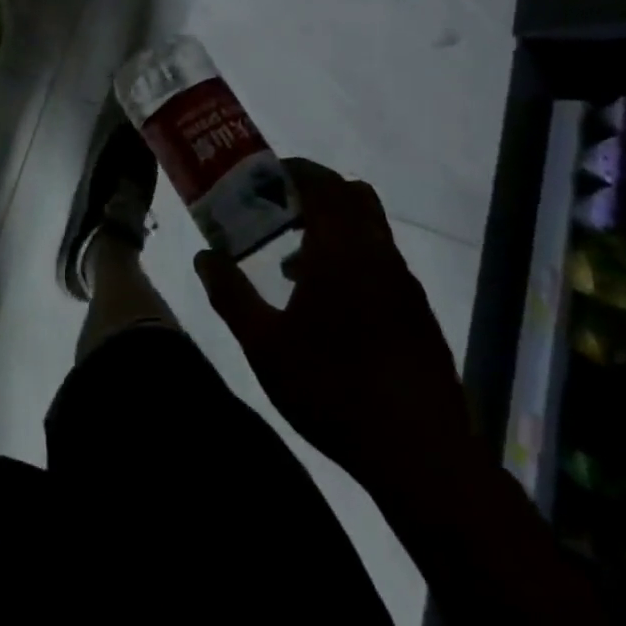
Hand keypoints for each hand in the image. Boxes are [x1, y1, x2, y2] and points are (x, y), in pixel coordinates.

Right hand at [195, 160, 477, 510]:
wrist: (421, 455)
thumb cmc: (333, 388)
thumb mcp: (265, 345)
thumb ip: (230, 294)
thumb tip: (204, 256)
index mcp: (341, 248)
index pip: (320, 182)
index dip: (292, 171)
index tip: (264, 178)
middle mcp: (377, 253)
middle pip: (352, 195)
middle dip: (315, 192)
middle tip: (278, 211)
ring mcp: (404, 283)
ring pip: (369, 229)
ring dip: (333, 229)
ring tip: (292, 265)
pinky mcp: (418, 313)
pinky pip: (382, 262)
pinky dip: (353, 260)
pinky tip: (330, 307)